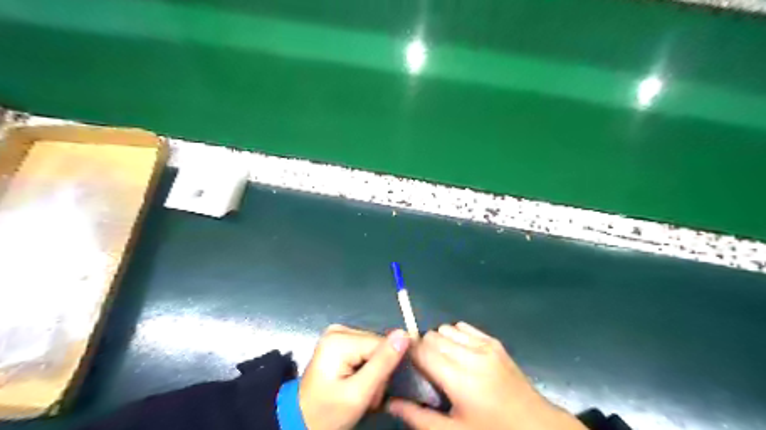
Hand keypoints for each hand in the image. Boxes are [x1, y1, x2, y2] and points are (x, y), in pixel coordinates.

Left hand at [297, 325, 409, 428]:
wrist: (302, 423)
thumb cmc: (327, 413)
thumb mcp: (358, 393)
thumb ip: (383, 363)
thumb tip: (404, 334)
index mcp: (340, 338)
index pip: (382, 345)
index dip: (386, 368)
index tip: (375, 391)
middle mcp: (339, 329)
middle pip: (377, 346)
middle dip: (378, 372)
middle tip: (366, 395)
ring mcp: (338, 334)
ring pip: (374, 349)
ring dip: (373, 372)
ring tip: (360, 391)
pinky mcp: (340, 342)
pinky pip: (366, 351)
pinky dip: (366, 368)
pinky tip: (357, 381)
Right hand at [390, 323, 588, 429]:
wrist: (536, 426)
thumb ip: (418, 417)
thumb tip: (390, 402)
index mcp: (459, 379)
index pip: (421, 350)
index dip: (409, 354)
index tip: (407, 364)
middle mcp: (470, 355)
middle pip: (432, 336)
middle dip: (424, 349)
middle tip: (428, 369)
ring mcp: (485, 345)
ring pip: (447, 328)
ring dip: (440, 341)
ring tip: (445, 362)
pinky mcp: (494, 342)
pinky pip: (464, 327)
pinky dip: (456, 335)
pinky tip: (461, 354)